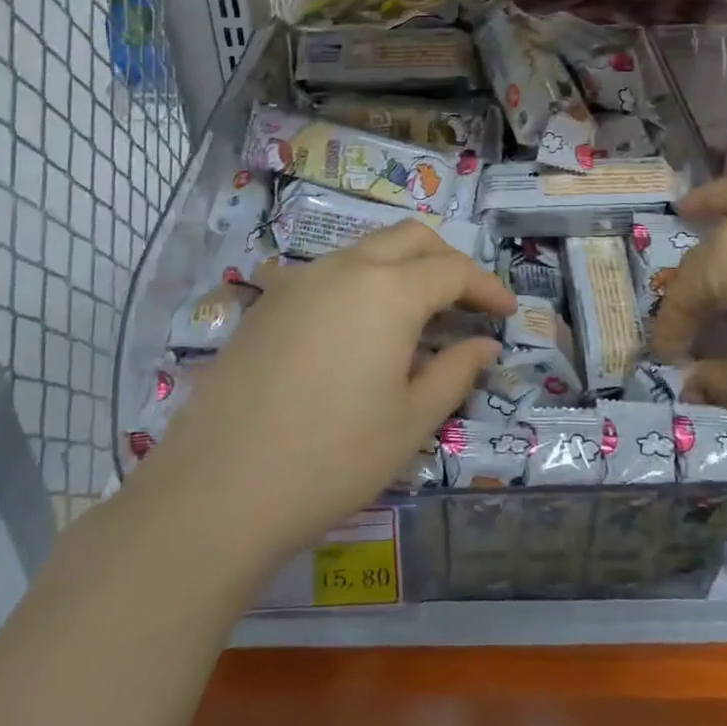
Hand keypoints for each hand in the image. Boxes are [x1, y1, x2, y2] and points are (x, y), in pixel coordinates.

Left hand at [137, 223, 514, 566]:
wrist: (219, 487)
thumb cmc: (333, 457)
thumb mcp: (411, 420)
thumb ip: (456, 371)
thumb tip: (485, 344)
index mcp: (388, 290)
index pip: (452, 270)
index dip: (486, 287)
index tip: (507, 311)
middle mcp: (344, 268)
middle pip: (410, 238)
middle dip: (447, 260)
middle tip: (467, 302)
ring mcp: (300, 279)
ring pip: (366, 250)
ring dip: (402, 267)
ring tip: (417, 314)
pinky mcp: (268, 301)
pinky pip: (328, 273)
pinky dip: (360, 283)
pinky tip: (357, 327)